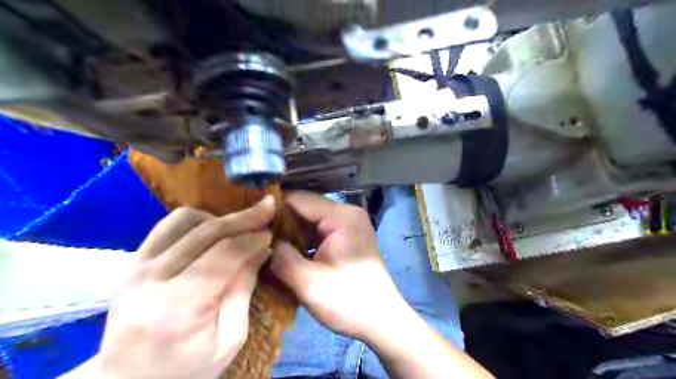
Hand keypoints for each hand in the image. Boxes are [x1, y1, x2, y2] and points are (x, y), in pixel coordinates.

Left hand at [62, 196, 273, 376]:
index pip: (222, 255)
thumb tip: (260, 250)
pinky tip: (212, 231)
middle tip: (267, 208)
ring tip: (239, 227)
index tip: (272, 233)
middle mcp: (152, 279)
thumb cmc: (185, 369)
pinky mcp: (131, 262)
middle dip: (243, 218)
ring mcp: (136, 267)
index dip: (252, 239)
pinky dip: (196, 221)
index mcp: (178, 306)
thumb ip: (243, 291)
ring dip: (218, 218)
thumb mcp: (229, 340)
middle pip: (205, 232)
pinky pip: (167, 226)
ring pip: (184, 220)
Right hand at [268, 192, 405, 340]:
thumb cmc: (348, 302)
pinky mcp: (350, 237)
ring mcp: (351, 224)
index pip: (299, 199)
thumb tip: (261, 240)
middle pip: (306, 208)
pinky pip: (321, 230)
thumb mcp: (308, 283)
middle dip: (282, 222)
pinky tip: (289, 252)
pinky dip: (305, 239)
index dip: (273, 208)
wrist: (382, 321)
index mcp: (341, 217)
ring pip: (312, 220)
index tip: (250, 221)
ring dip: (292, 232)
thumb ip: (281, 257)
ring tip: (268, 244)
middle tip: (256, 236)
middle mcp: (348, 213)